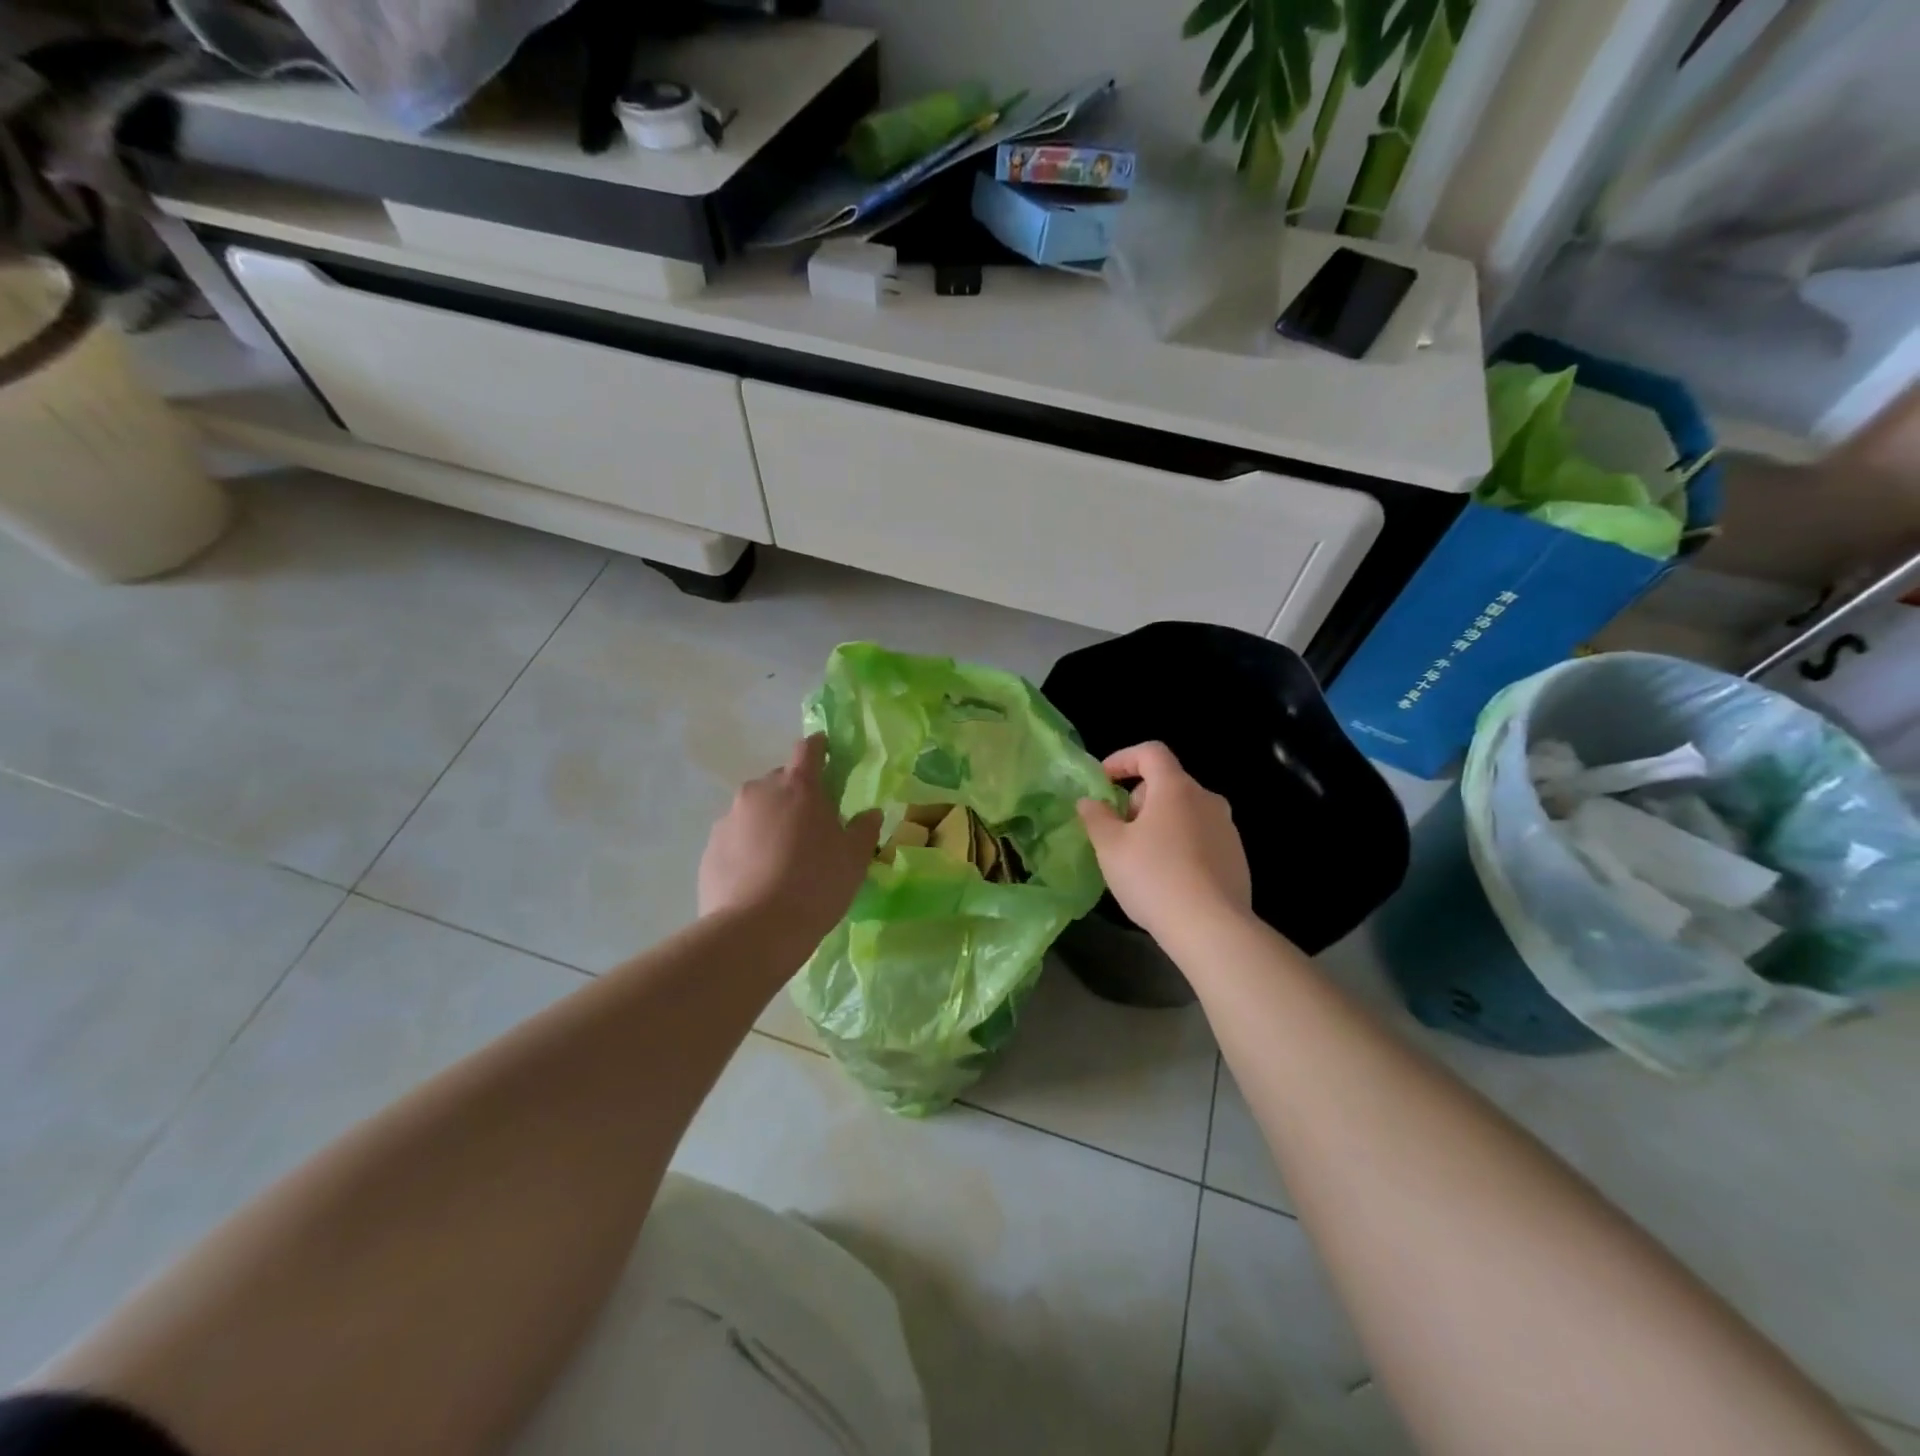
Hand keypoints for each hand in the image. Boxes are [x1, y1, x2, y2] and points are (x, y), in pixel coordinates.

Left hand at [699, 735, 881, 940]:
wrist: (755, 930)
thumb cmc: (815, 885)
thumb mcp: (854, 859)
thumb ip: (863, 829)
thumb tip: (870, 813)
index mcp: (798, 787)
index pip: (808, 750)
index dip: (819, 748)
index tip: (826, 753)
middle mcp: (759, 792)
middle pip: (779, 781)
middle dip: (795, 795)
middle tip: (810, 826)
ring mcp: (729, 819)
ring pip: (755, 810)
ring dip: (769, 822)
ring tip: (782, 858)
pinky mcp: (710, 848)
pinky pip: (735, 838)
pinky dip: (748, 847)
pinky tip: (759, 877)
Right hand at [1078, 741, 1251, 943]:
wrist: (1212, 928)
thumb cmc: (1154, 877)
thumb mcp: (1110, 847)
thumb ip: (1096, 817)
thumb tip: (1089, 801)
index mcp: (1176, 788)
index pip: (1151, 752)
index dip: (1123, 759)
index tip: (1103, 781)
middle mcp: (1207, 799)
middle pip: (1167, 783)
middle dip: (1138, 800)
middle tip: (1118, 831)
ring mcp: (1226, 828)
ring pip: (1184, 812)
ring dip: (1159, 823)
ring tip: (1141, 858)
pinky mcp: (1236, 857)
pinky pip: (1200, 837)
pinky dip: (1180, 844)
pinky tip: (1168, 878)